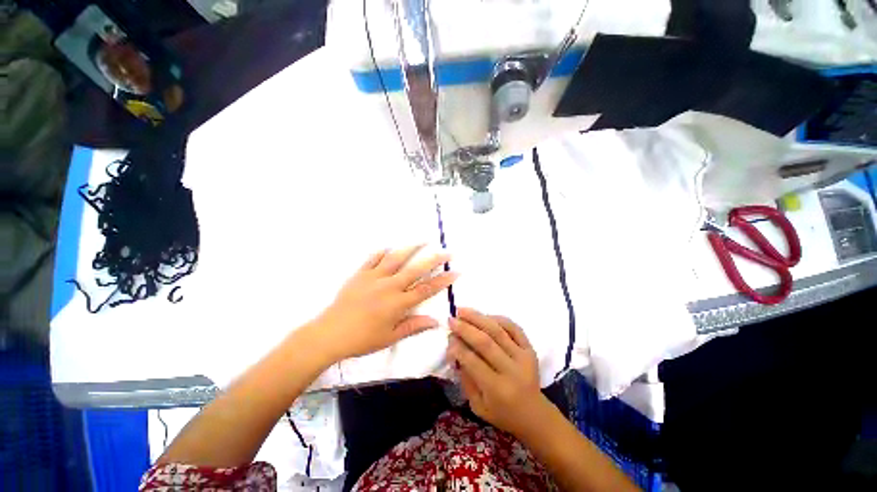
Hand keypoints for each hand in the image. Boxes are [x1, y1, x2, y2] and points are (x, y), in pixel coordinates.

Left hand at [312, 245, 457, 361]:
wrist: (329, 334)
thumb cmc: (362, 339)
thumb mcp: (390, 337)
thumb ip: (414, 326)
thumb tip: (436, 322)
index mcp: (398, 303)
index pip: (426, 289)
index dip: (443, 280)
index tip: (455, 271)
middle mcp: (389, 286)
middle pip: (416, 270)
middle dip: (434, 260)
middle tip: (447, 252)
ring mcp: (374, 277)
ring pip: (396, 259)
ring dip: (411, 248)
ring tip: (423, 240)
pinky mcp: (360, 274)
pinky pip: (372, 259)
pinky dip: (382, 252)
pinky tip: (389, 247)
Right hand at [447, 308, 546, 437]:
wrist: (535, 415)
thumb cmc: (503, 414)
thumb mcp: (478, 406)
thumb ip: (466, 379)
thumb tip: (455, 351)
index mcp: (497, 389)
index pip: (473, 362)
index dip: (458, 348)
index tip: (448, 338)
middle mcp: (512, 370)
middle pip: (485, 342)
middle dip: (465, 328)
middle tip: (451, 319)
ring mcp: (523, 357)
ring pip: (498, 331)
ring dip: (478, 318)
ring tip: (463, 310)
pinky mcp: (530, 349)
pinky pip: (514, 328)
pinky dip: (499, 319)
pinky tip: (485, 316)